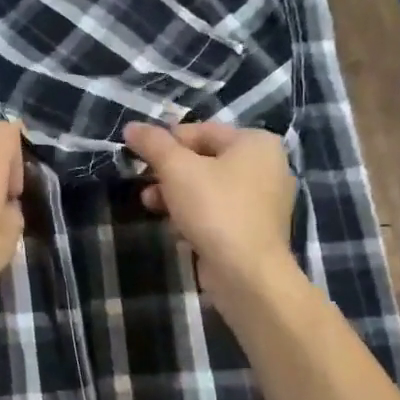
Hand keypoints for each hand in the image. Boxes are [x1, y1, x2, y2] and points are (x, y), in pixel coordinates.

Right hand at [122, 120, 297, 305]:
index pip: (201, 131)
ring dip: (176, 194)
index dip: (166, 141)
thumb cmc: (215, 209)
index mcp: (256, 143)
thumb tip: (132, 126)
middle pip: (205, 159)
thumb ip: (153, 144)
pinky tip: (175, 227)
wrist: (247, 273)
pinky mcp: (255, 229)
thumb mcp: (177, 169)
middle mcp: (267, 166)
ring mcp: (264, 201)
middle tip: (143, 182)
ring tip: (150, 205)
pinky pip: (219, 211)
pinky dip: (195, 214)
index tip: (139, 156)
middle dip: (169, 171)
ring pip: (209, 187)